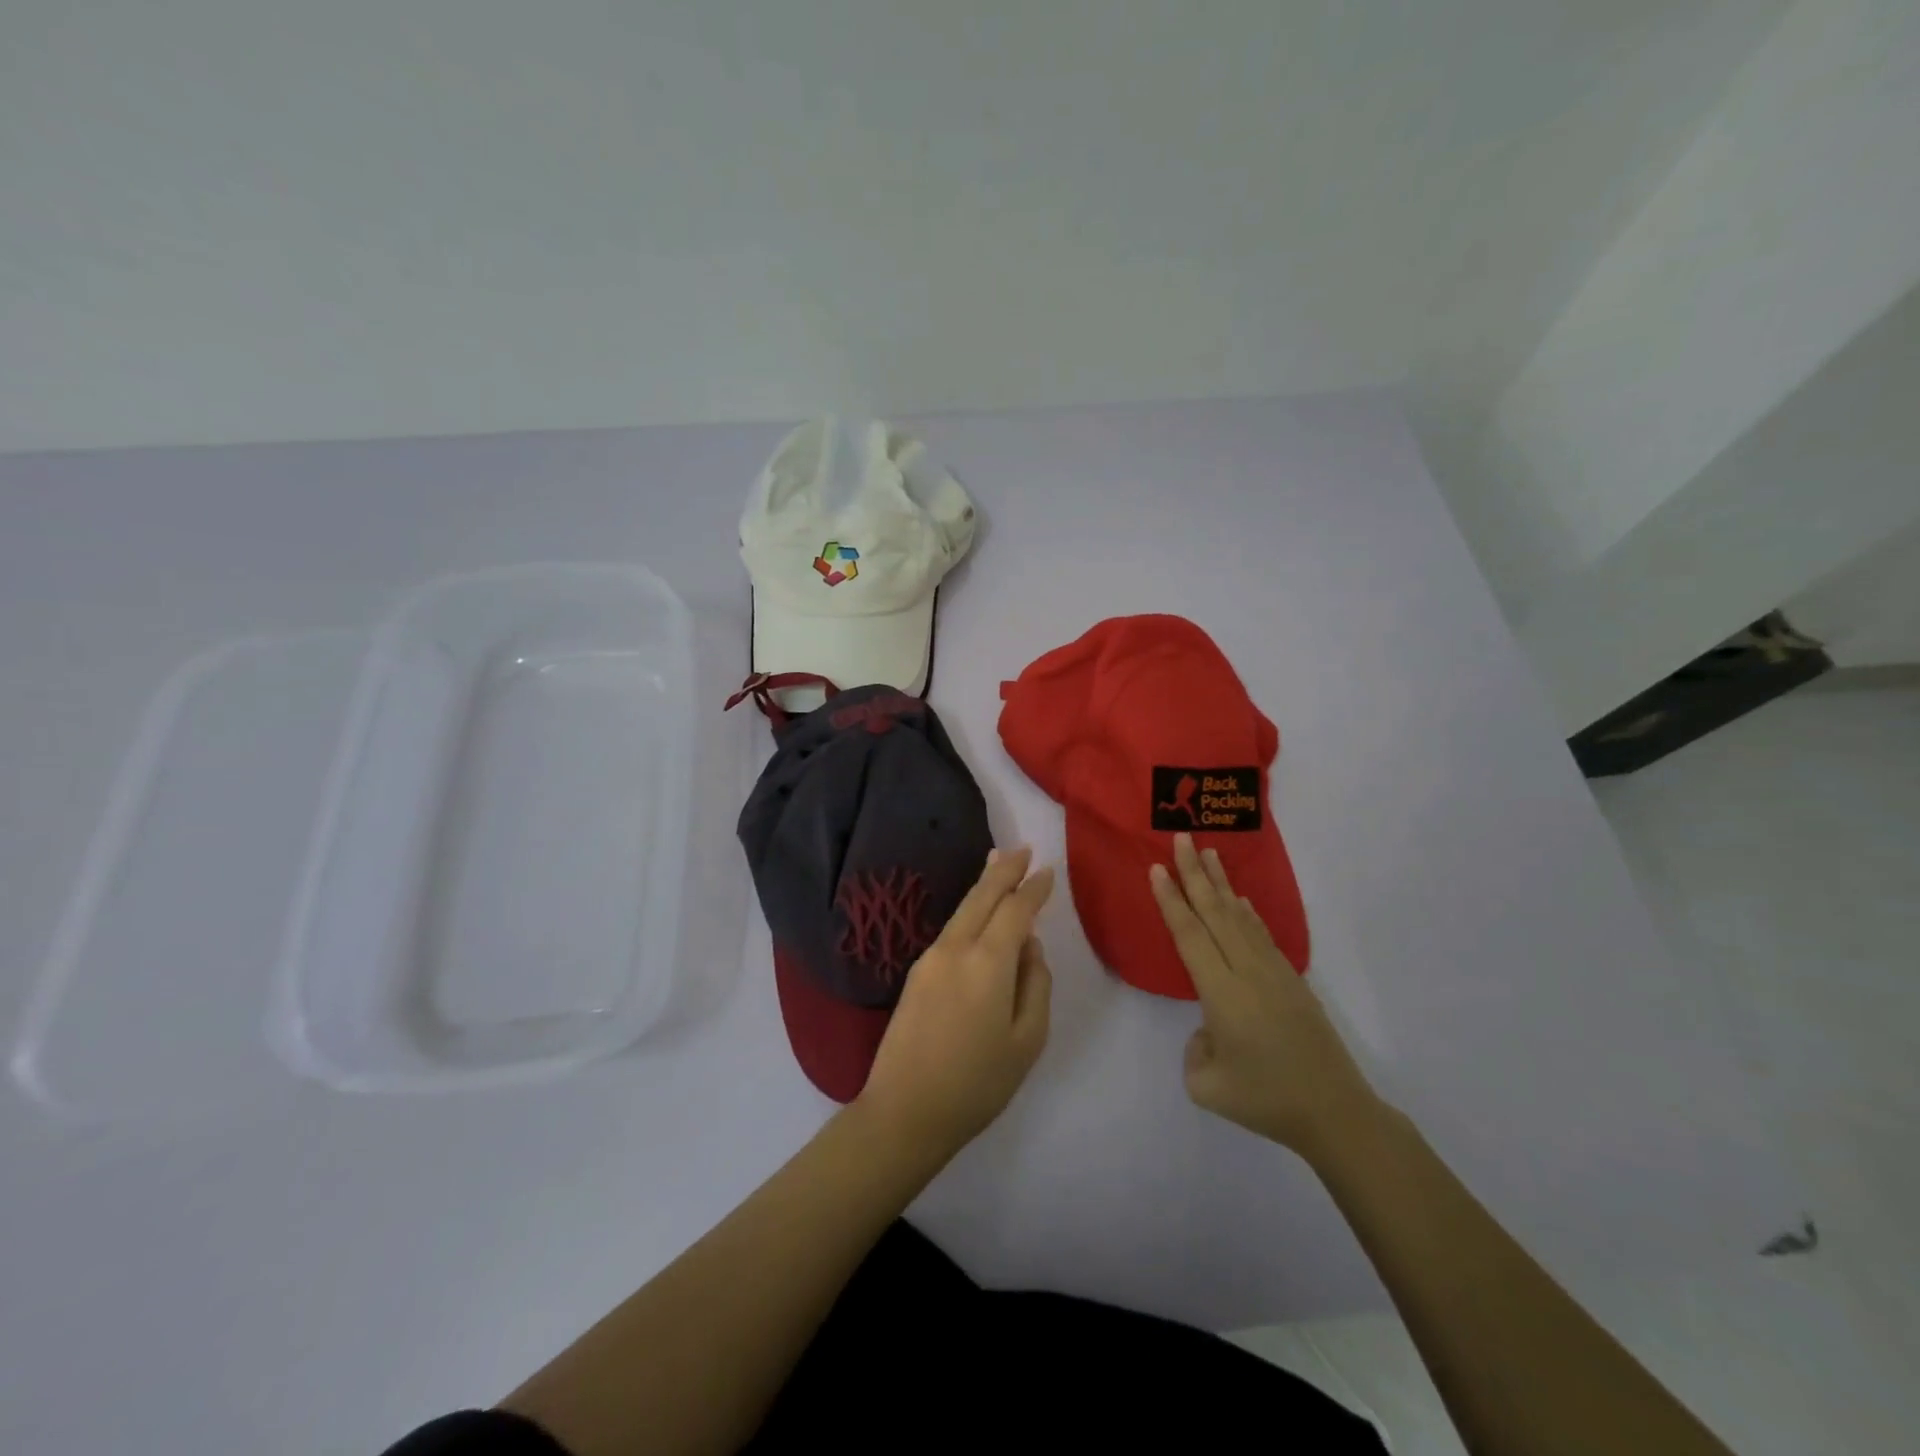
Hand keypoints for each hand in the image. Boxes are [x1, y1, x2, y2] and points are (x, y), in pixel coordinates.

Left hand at [857, 847, 1054, 1157]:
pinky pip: (951, 929)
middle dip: (1004, 870)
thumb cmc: (977, 1084)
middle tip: (1023, 849)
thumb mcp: (1026, 1041)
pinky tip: (976, 911)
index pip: (1016, 910)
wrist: (904, 1112)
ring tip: (998, 863)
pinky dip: (968, 910)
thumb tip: (1029, 947)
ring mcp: (930, 958)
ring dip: (983, 885)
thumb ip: (1036, 985)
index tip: (1048, 871)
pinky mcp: (915, 972)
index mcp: (988, 963)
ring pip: (962, 909)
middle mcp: (955, 948)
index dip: (1033, 889)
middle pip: (982, 896)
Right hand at [1150, 834, 1382, 1163]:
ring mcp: (1274, 973)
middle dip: (1195, 874)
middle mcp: (1247, 972)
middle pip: (1215, 913)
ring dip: (1222, 884)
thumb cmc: (1266, 1100)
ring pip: (1241, 917)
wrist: (1335, 1112)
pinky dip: (1247, 912)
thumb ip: (1195, 1049)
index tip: (1157, 868)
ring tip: (1209, 853)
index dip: (1171, 900)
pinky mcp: (1292, 981)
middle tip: (1182, 838)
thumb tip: (1210, 1029)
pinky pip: (1261, 934)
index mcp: (1222, 993)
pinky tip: (1241, 900)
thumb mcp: (1207, 1085)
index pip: (1190, 935)